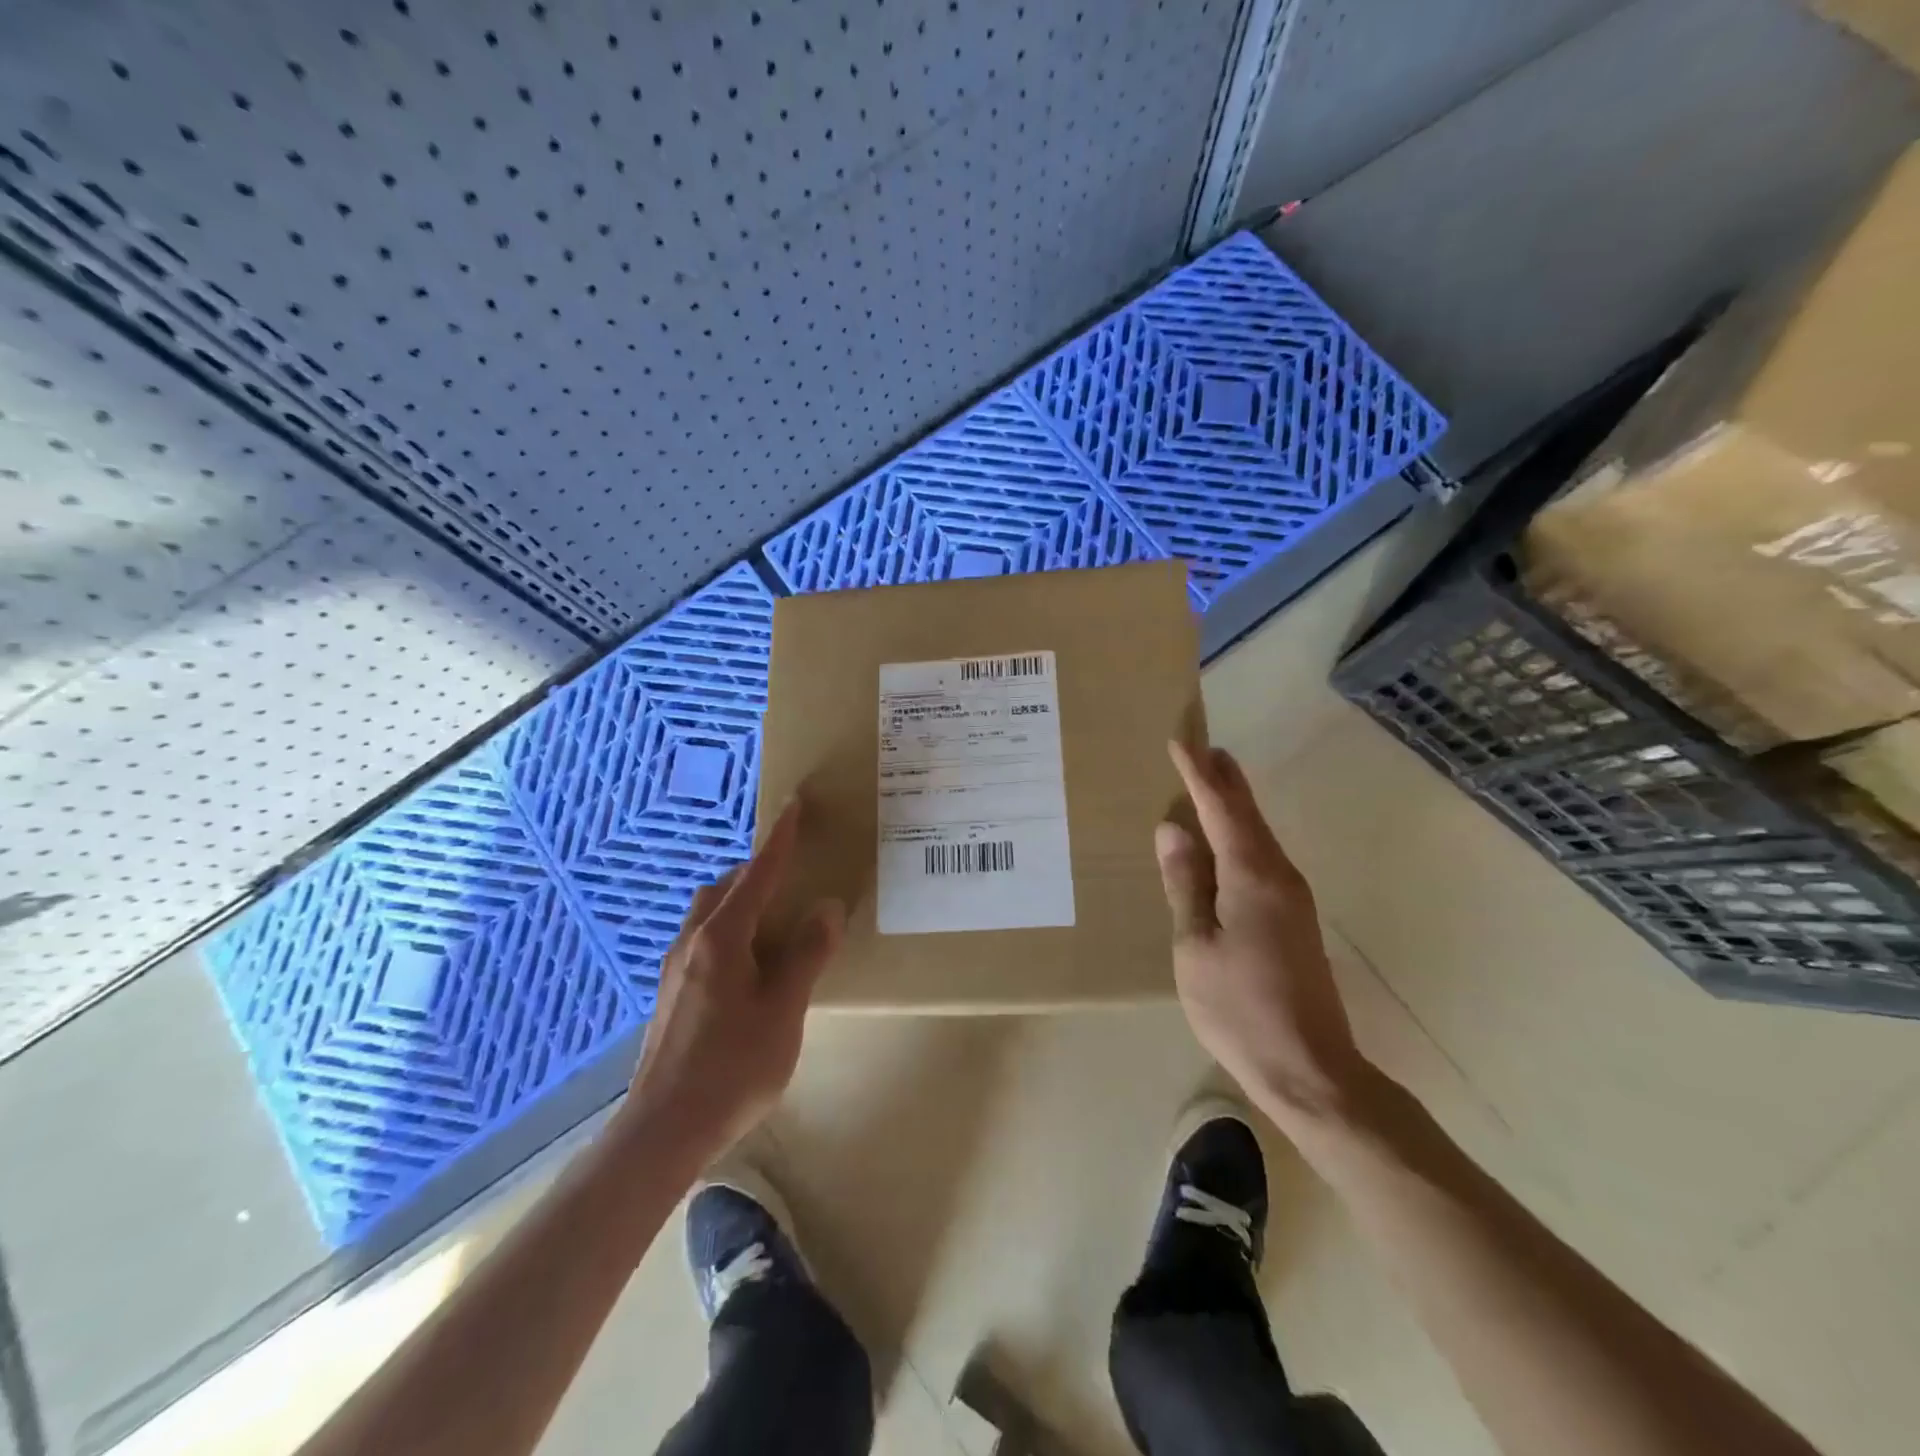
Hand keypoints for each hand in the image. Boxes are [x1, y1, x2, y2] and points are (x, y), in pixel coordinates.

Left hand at [622, 800, 845, 1159]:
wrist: (662, 1131)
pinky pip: (705, 940)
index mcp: (722, 937)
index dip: (780, 839)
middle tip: (793, 876)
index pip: (757, 873)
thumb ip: (806, 954)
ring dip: (741, 901)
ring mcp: (677, 968)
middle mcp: (693, 941)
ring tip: (776, 922)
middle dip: (758, 871)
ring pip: (710, 914)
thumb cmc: (732, 1067)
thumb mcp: (784, 1010)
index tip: (794, 805)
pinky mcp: (673, 994)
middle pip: (725, 887)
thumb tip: (826, 907)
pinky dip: (731, 930)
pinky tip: (751, 967)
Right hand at [1157, 741, 1373, 1127]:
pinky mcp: (1294, 918)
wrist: (1310, 1069)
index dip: (1199, 775)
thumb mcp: (1195, 946)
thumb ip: (1185, 884)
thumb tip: (1173, 829)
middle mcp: (1279, 876)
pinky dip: (1242, 834)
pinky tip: (1228, 839)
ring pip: (1259, 835)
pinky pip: (1263, 857)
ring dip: (1236, 803)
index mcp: (1251, 877)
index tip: (1181, 742)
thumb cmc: (1239, 1008)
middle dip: (1225, 780)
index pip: (1221, 810)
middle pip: (1248, 815)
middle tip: (1204, 748)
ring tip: (1213, 778)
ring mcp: (1292, 897)